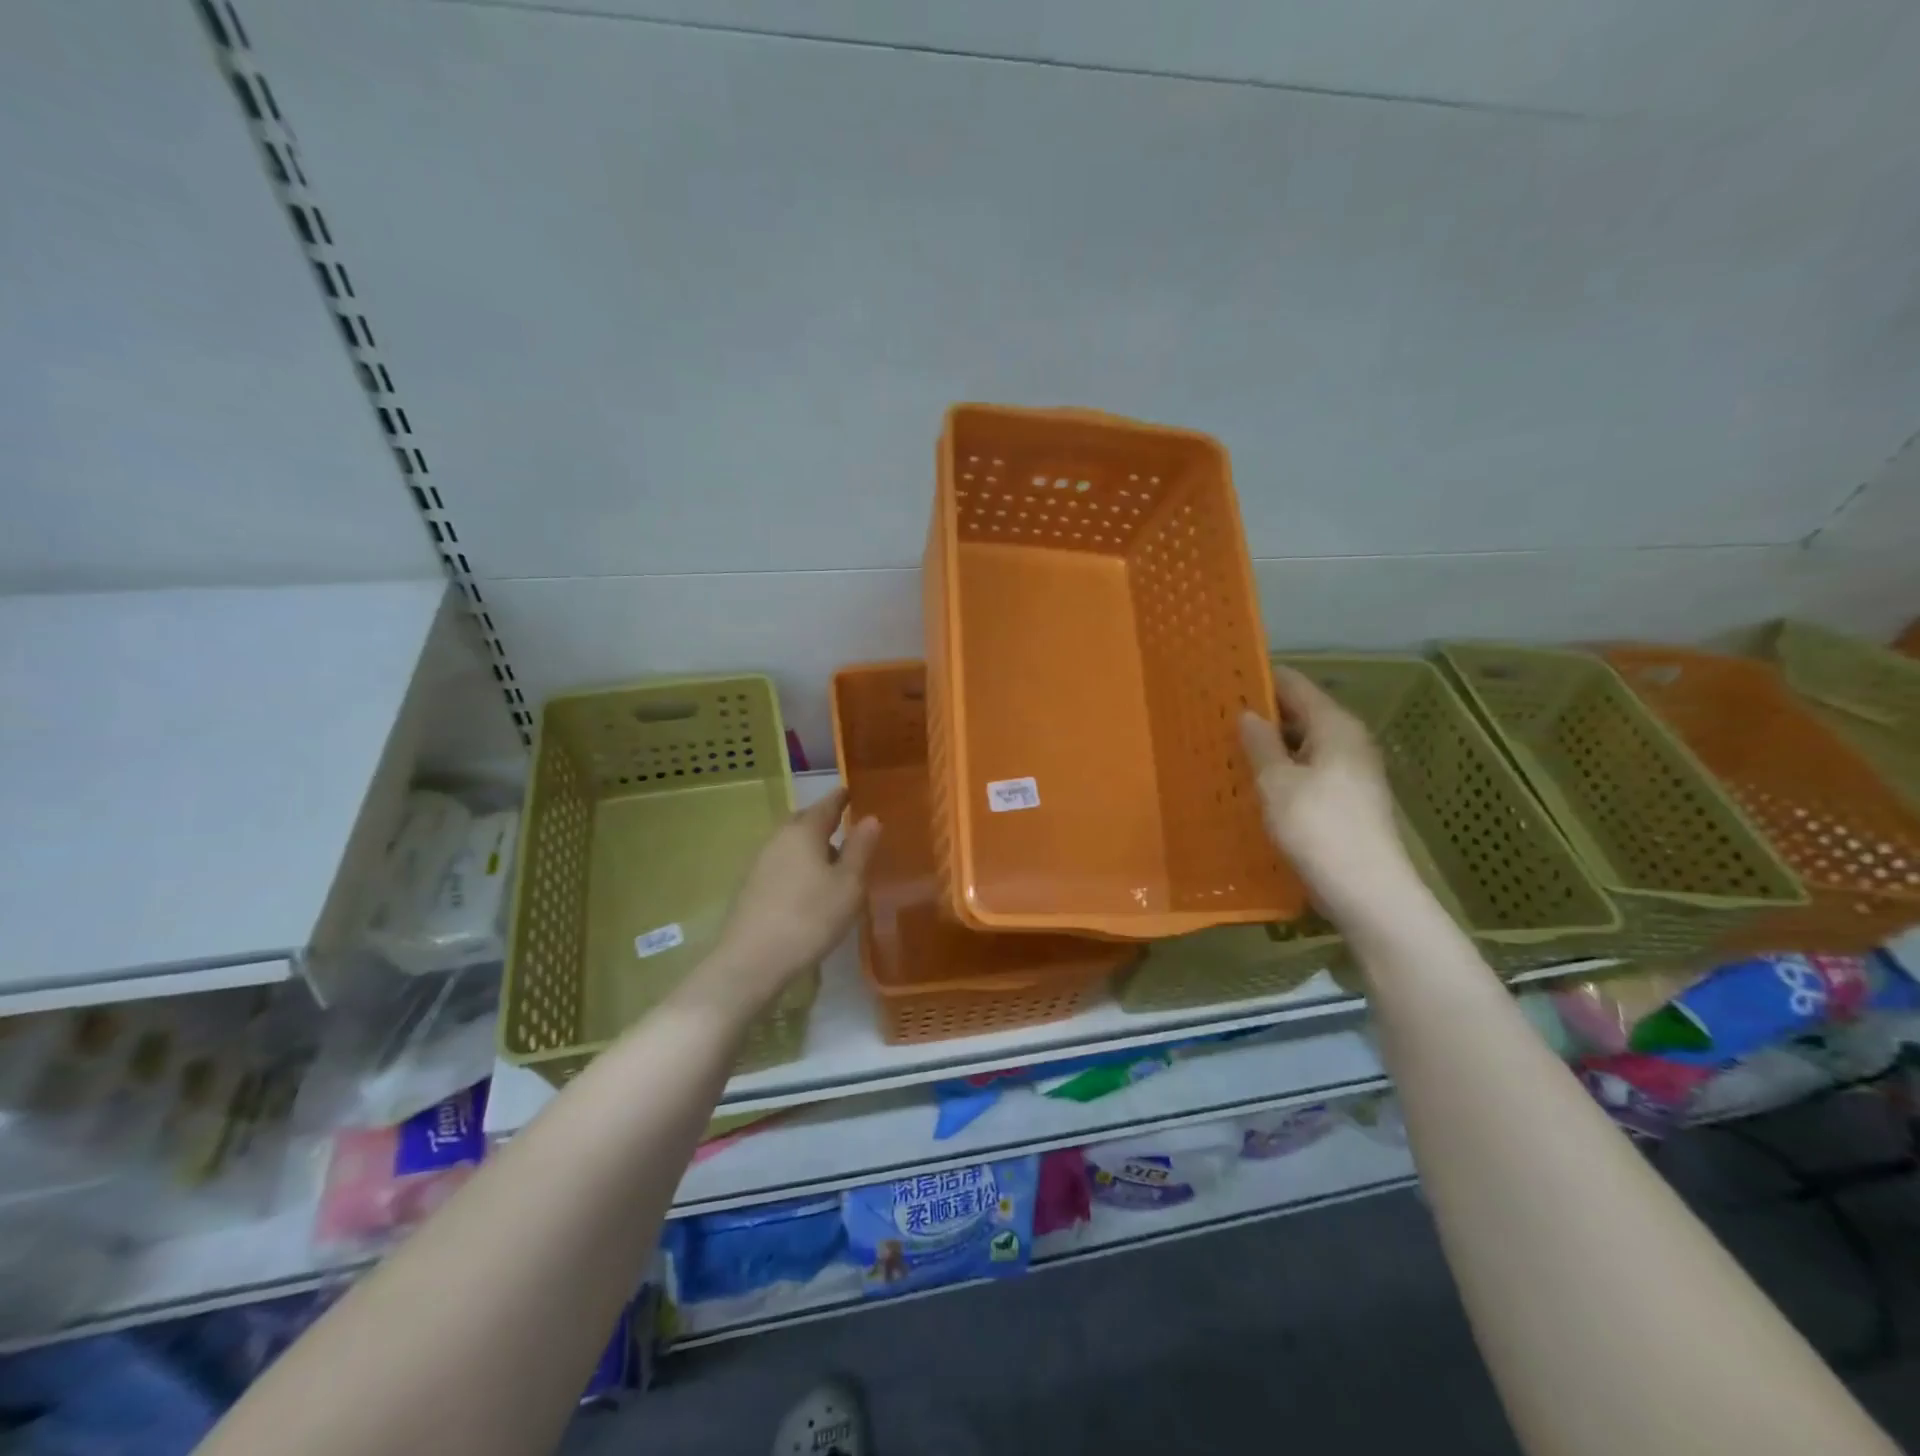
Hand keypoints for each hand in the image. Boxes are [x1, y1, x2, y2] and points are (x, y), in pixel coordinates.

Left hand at [702, 788, 880, 1012]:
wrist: (751, 961)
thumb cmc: (810, 918)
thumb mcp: (848, 885)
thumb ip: (860, 849)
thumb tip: (871, 818)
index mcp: (804, 832)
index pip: (826, 804)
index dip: (841, 797)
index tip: (852, 791)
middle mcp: (778, 839)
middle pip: (803, 821)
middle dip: (823, 821)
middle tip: (845, 827)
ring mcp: (760, 863)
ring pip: (791, 844)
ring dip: (810, 847)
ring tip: (833, 862)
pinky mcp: (750, 888)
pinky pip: (781, 864)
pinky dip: (798, 866)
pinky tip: (809, 887)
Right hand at [1239, 666, 1409, 926]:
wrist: (1367, 890)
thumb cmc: (1317, 827)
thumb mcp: (1276, 782)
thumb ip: (1260, 744)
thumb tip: (1249, 714)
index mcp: (1335, 726)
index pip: (1294, 685)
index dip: (1261, 680)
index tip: (1225, 680)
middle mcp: (1349, 741)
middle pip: (1302, 714)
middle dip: (1263, 715)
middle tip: (1218, 719)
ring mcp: (1353, 772)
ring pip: (1305, 745)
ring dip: (1272, 746)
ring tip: (1229, 749)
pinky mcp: (1349, 800)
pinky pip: (1310, 771)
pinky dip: (1285, 770)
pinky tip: (1258, 784)